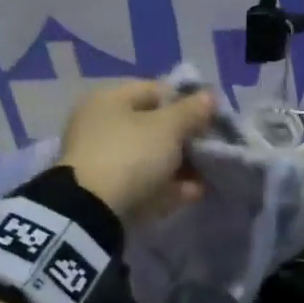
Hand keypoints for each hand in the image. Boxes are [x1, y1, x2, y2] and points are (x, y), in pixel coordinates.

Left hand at [57, 80, 217, 222]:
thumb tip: (209, 96)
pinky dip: (169, 185)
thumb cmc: (130, 155)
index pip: (155, 90)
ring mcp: (103, 160)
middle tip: (210, 146)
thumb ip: (192, 111)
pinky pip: (145, 182)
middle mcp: (101, 125)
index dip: (186, 101)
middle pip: (154, 126)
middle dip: (186, 137)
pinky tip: (194, 192)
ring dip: (181, 164)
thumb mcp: (168, 127)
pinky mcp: (109, 190)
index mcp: (109, 100)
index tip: (210, 117)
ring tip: (208, 172)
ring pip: (151, 157)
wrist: (93, 212)